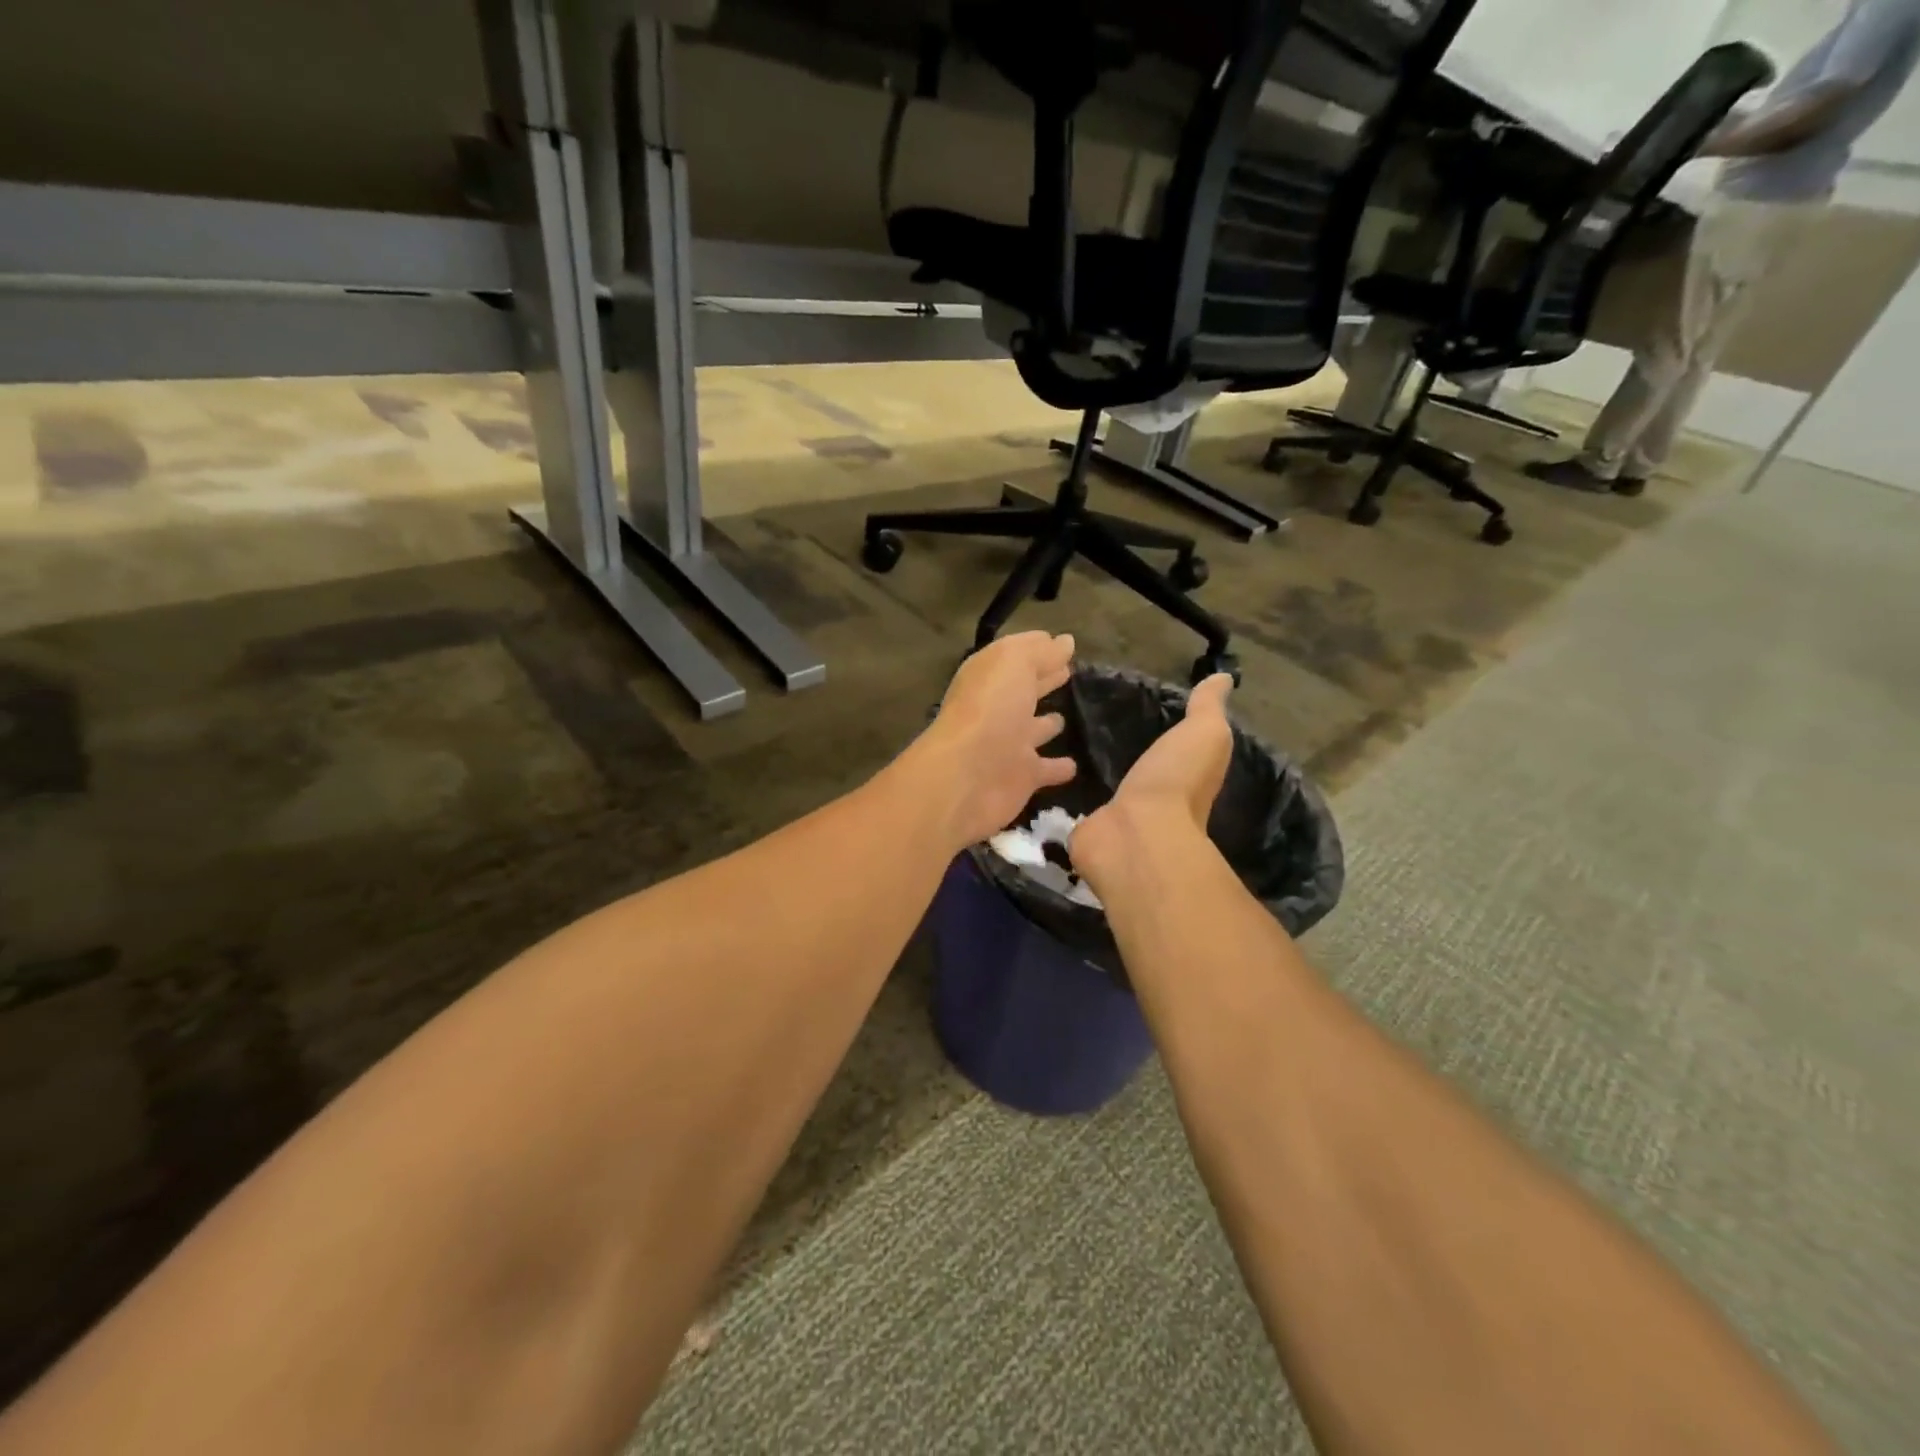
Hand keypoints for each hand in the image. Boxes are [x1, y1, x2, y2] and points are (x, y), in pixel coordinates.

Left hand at [907, 632, 1077, 849]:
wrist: (968, 776)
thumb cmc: (990, 708)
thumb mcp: (1015, 664)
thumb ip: (1041, 652)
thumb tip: (1066, 641)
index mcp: (990, 678)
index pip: (1017, 657)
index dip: (1038, 649)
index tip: (1065, 645)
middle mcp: (997, 709)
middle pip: (1024, 692)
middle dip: (1043, 681)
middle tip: (1068, 673)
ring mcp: (1009, 745)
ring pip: (1033, 730)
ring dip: (1048, 724)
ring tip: (1068, 717)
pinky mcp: (1022, 778)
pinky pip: (1046, 770)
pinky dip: (1059, 768)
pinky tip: (1075, 764)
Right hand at [1071, 673, 1233, 884]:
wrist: (1135, 833)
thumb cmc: (1175, 781)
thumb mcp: (1204, 733)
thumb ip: (1208, 708)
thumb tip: (1224, 677)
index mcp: (1185, 780)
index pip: (1178, 758)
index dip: (1168, 743)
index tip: (1143, 714)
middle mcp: (1156, 805)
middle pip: (1141, 777)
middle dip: (1124, 759)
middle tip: (1095, 728)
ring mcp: (1120, 822)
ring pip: (1109, 794)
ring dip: (1095, 780)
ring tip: (1069, 748)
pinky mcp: (1090, 832)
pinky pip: (1081, 812)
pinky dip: (1070, 799)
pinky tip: (1054, 779)